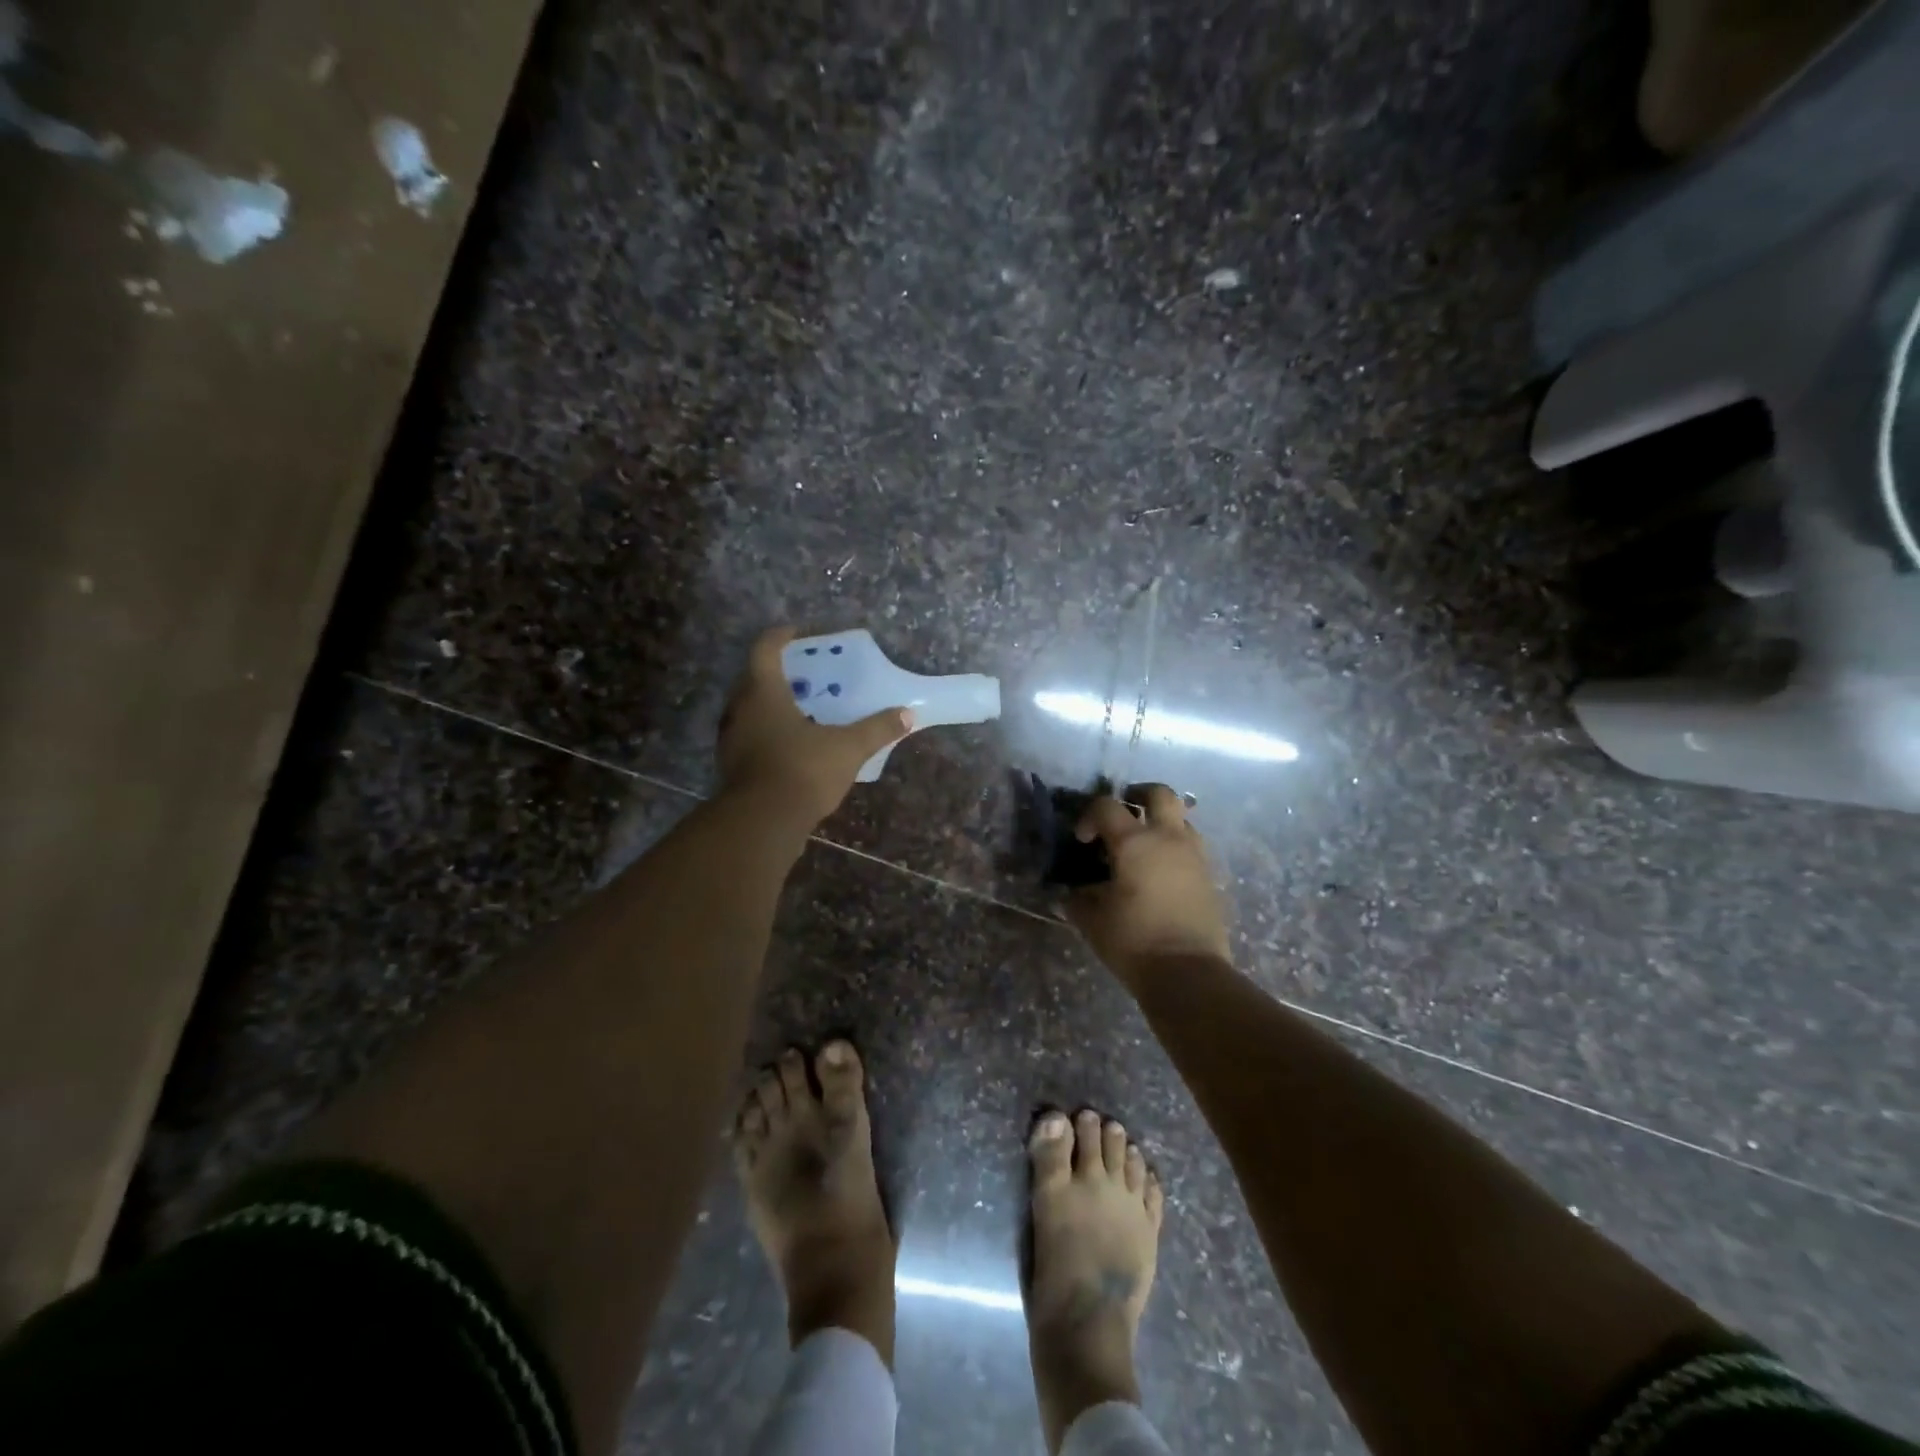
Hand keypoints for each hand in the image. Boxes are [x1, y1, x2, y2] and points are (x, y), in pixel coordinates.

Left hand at [718, 626, 913, 828]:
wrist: (762, 824)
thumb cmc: (802, 771)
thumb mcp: (848, 748)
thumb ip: (877, 729)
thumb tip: (908, 714)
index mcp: (763, 692)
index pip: (765, 650)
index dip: (780, 637)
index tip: (797, 632)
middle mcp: (740, 709)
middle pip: (753, 678)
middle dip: (779, 673)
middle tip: (806, 675)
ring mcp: (731, 739)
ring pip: (750, 710)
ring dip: (772, 705)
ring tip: (802, 709)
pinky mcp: (732, 766)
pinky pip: (750, 737)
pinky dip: (769, 733)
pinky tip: (793, 745)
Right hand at [1065, 784, 1231, 982]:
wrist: (1189, 973)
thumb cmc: (1134, 941)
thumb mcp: (1093, 920)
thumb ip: (1079, 899)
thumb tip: (1073, 892)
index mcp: (1134, 842)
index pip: (1106, 807)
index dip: (1089, 816)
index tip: (1082, 839)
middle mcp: (1168, 838)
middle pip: (1159, 794)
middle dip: (1139, 795)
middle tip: (1125, 810)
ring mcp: (1194, 856)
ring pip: (1182, 819)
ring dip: (1161, 822)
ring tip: (1145, 845)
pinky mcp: (1210, 877)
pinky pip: (1192, 847)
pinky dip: (1175, 848)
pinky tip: (1161, 872)